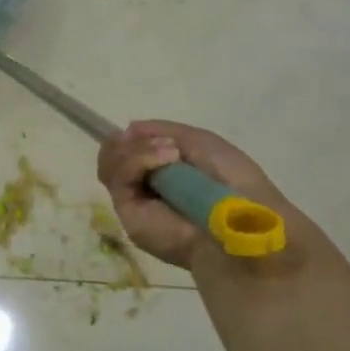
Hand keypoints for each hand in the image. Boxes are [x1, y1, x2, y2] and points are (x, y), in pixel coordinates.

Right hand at [97, 120, 297, 270]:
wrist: (240, 221)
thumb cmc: (231, 181)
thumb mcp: (200, 141)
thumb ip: (162, 131)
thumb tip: (128, 129)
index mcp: (164, 172)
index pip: (128, 149)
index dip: (133, 138)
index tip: (143, 131)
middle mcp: (146, 186)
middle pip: (112, 154)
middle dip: (131, 142)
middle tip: (162, 144)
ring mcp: (135, 201)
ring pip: (109, 163)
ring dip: (136, 149)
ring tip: (168, 153)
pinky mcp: (127, 214)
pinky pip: (116, 177)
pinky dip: (136, 160)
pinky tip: (163, 161)